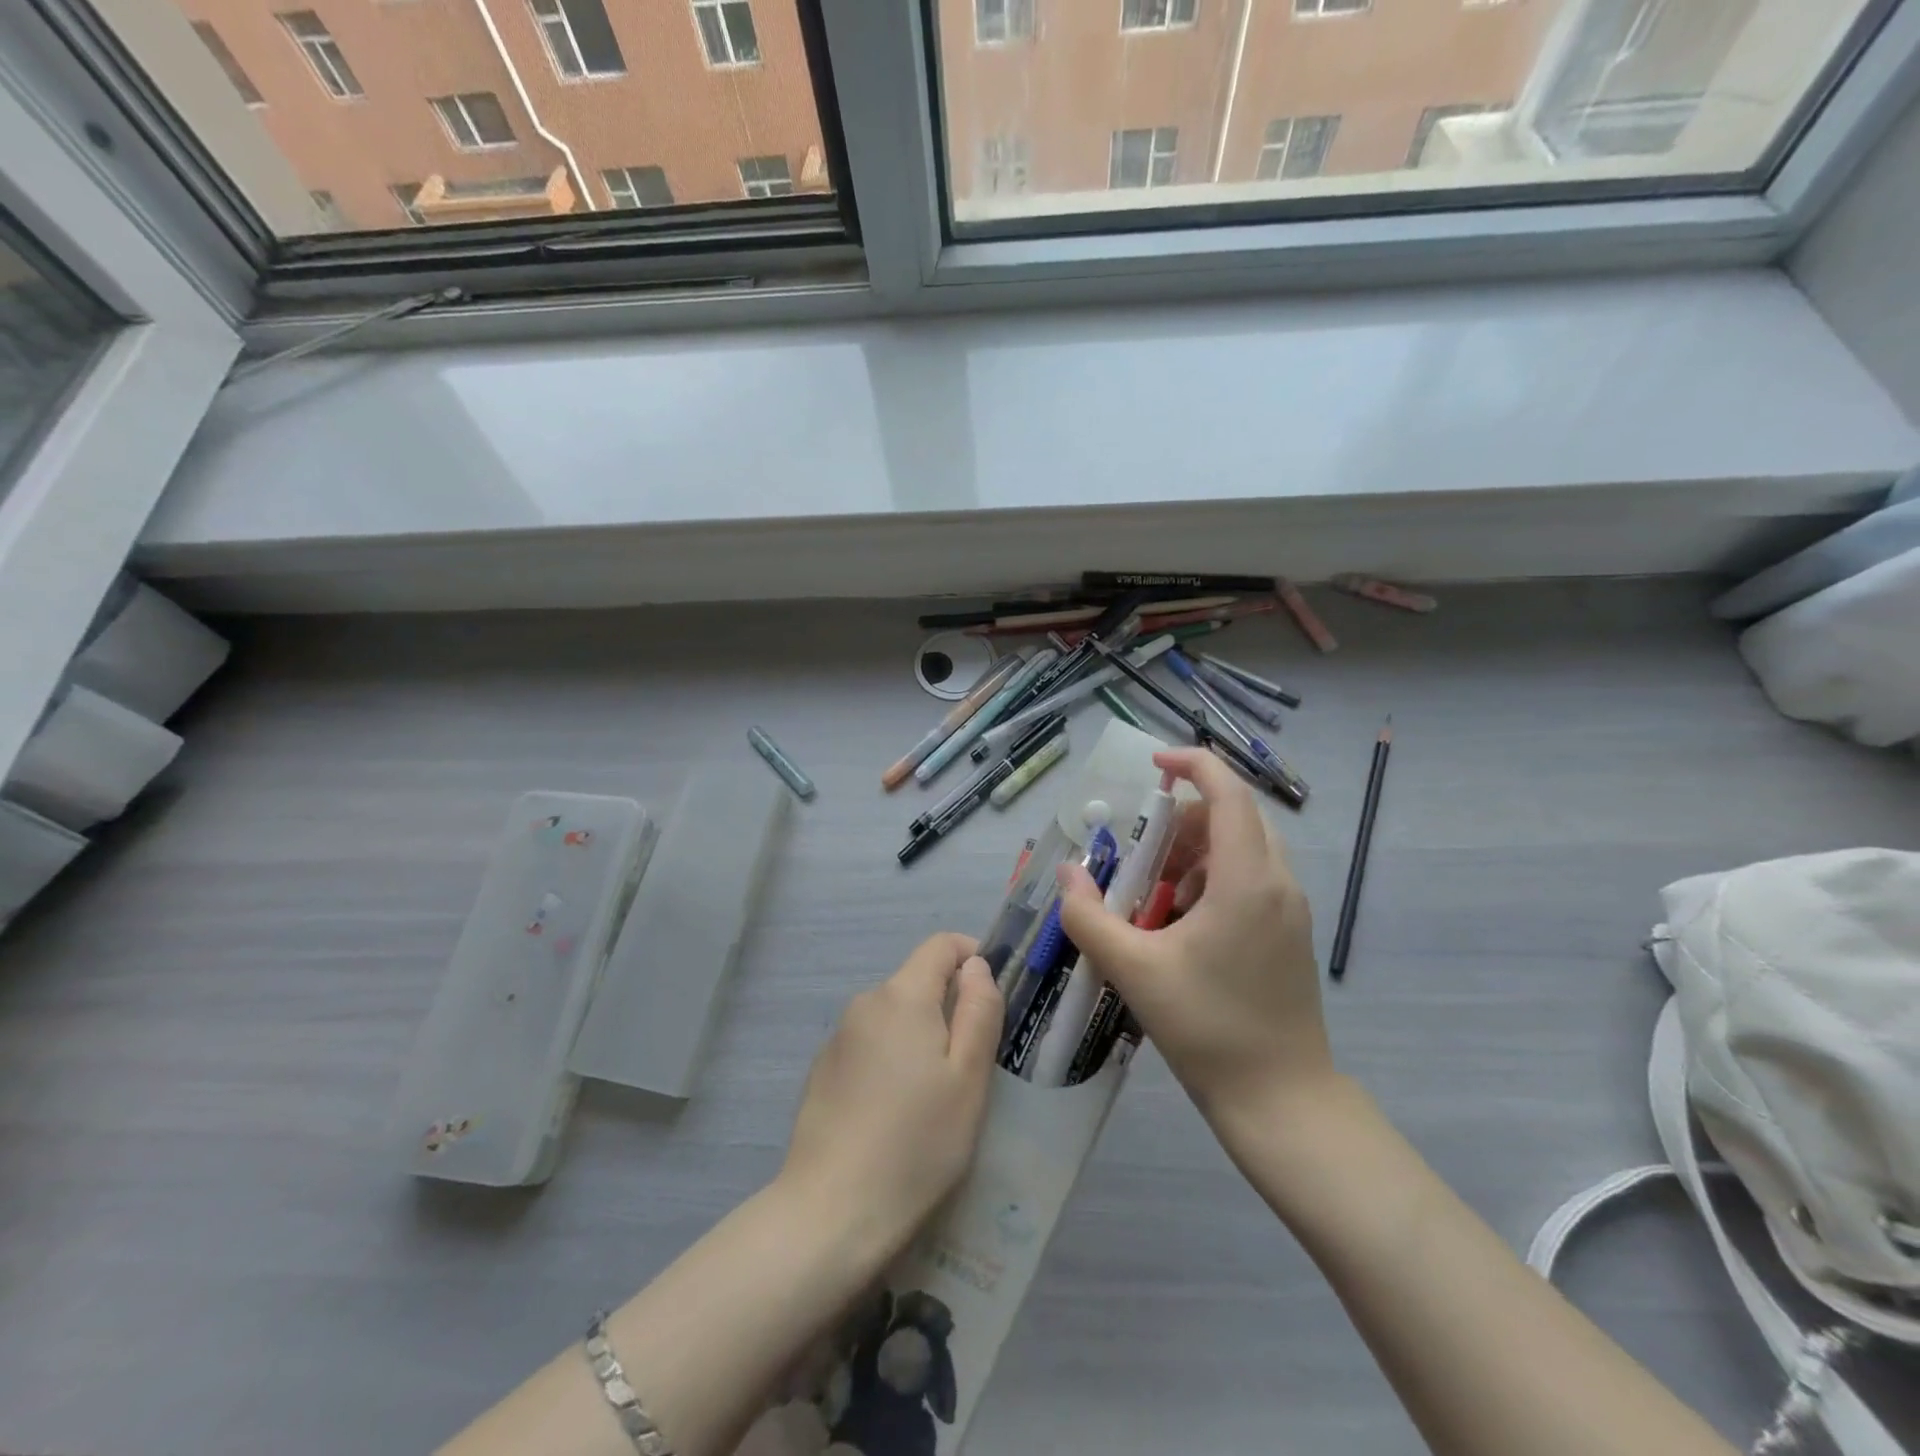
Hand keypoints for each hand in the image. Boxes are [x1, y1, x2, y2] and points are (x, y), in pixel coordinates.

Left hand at [780, 934, 1003, 1260]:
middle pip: (917, 982)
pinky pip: (870, 1046)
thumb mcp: (968, 1077)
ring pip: (895, 1017)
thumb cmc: (917, 1142)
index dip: (973, 957)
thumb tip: (976, 967)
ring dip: (922, 1037)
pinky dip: (893, 1061)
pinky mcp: (823, 1072)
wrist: (831, 1212)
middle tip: (975, 1063)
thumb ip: (979, 1010)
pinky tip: (898, 1115)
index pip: (941, 945)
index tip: (995, 997)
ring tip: (939, 1097)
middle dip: (950, 1007)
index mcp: (902, 995)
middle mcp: (865, 1003)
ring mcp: (838, 1038)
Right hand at [1056, 747, 1331, 1120]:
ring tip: (1155, 889)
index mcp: (1247, 880)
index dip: (1192, 764)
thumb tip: (1068, 874)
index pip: (1227, 793)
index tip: (1153, 764)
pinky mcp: (1289, 932)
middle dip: (1185, 817)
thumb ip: (1089, 916)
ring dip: (1197, 849)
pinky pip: (1251, 877)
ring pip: (1244, 847)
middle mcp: (1278, 882)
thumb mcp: (1134, 970)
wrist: (1280, 1099)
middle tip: (1142, 847)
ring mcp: (1290, 908)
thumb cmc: (1208, 1029)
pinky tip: (1181, 921)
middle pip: (1236, 816)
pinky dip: (1213, 876)